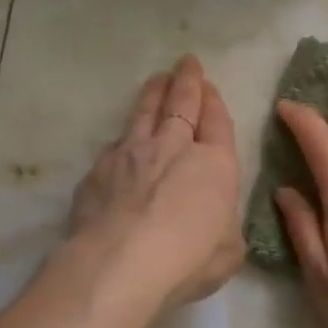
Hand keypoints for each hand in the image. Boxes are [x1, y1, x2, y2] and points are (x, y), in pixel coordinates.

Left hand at [68, 55, 242, 310]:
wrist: (120, 264)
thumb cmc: (188, 259)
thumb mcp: (229, 250)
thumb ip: (225, 228)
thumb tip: (216, 223)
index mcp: (214, 164)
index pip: (217, 122)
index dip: (214, 102)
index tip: (209, 86)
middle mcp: (174, 148)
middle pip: (181, 104)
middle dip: (186, 81)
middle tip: (186, 63)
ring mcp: (131, 154)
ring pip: (144, 113)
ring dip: (153, 93)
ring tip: (157, 79)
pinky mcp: (98, 170)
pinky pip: (115, 144)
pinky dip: (124, 138)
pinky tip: (122, 141)